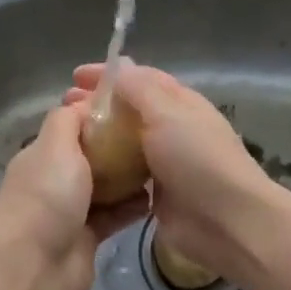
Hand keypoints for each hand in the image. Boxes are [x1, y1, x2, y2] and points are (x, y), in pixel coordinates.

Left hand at [0, 103, 147, 289]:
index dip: (98, 114)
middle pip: (93, 156)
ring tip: (162, 164)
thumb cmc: (47, 197)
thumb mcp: (55, 144)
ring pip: (106, 187)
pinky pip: (115, 215)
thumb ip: (69, 120)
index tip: (133, 105)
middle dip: (119, 146)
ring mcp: (71, 211)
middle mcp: (55, 180)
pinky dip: (133, 207)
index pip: (73, 126)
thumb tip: (85, 104)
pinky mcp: (88, 238)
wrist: (34, 266)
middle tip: (155, 136)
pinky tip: (156, 197)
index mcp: (43, 154)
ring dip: (130, 178)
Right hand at [66, 61, 277, 287]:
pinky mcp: (156, 193)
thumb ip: (141, 89)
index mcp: (180, 103)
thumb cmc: (198, 160)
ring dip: (99, 136)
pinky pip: (126, 174)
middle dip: (98, 105)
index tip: (75, 77)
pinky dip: (107, 167)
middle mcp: (173, 129)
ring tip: (69, 137)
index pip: (141, 79)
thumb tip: (119, 68)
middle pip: (130, 110)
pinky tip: (83, 169)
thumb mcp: (168, 113)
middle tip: (64, 106)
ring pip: (125, 142)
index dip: (108, 75)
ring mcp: (165, 163)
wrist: (226, 221)